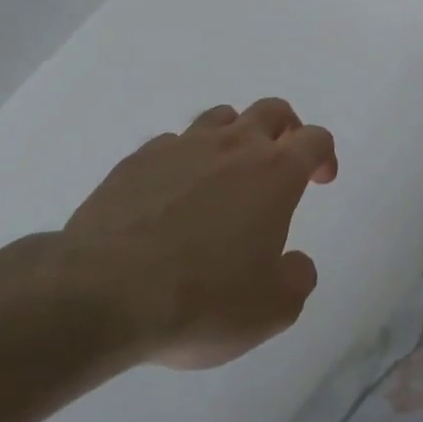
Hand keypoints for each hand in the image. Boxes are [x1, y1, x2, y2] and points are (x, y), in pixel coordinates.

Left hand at [58, 98, 337, 369]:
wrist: (98, 296)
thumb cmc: (200, 300)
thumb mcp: (270, 311)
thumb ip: (296, 281)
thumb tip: (296, 265)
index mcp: (275, 173)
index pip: (315, 139)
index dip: (324, 154)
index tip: (321, 179)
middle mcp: (233, 147)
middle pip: (271, 110)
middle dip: (285, 128)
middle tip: (282, 159)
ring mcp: (180, 148)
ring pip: (219, 117)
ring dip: (234, 135)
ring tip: (227, 172)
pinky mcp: (134, 162)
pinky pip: (170, 144)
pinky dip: (182, 159)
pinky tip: (172, 193)